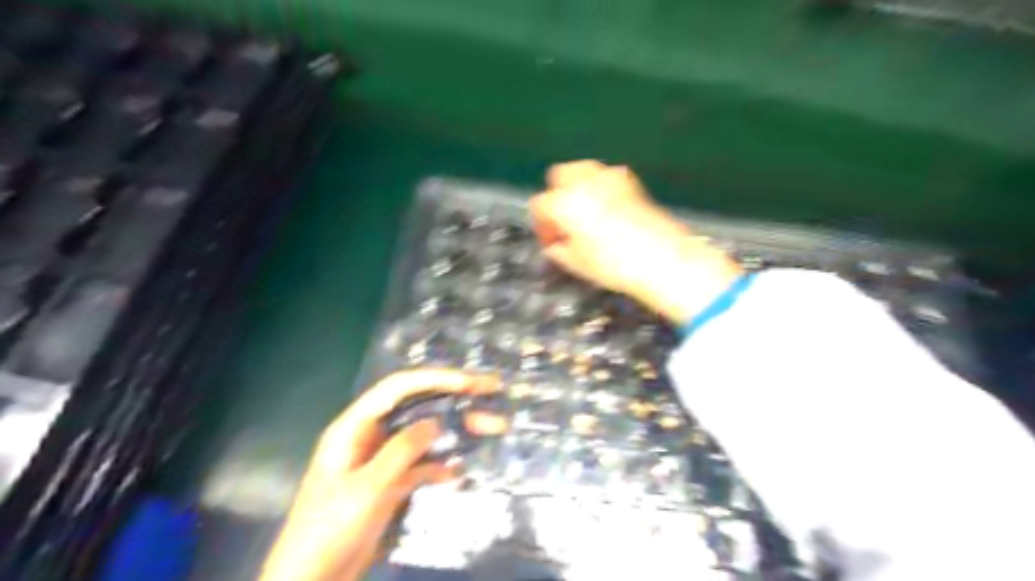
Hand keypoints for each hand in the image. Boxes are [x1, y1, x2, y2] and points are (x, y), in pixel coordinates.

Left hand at [260, 370, 508, 578]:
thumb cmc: (329, 529)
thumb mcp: (366, 489)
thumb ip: (401, 451)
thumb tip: (435, 421)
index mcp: (355, 426)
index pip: (399, 388)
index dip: (436, 378)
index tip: (470, 383)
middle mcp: (371, 435)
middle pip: (418, 406)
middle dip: (455, 397)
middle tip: (492, 391)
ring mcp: (382, 459)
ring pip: (425, 434)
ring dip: (457, 430)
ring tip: (494, 427)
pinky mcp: (391, 483)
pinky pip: (423, 463)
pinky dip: (443, 463)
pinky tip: (461, 471)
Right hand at [529, 161, 739, 324]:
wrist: (661, 257)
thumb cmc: (612, 264)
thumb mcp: (575, 263)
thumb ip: (557, 250)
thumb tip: (554, 244)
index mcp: (563, 203)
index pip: (539, 205)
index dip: (541, 226)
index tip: (551, 242)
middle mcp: (583, 182)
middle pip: (558, 175)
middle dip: (556, 195)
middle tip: (565, 221)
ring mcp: (608, 177)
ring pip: (582, 170)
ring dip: (577, 188)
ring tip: (586, 213)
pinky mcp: (630, 181)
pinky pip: (605, 176)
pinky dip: (599, 187)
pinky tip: (608, 210)